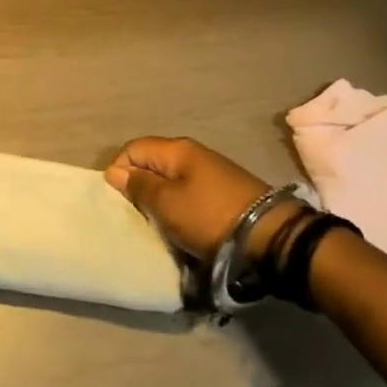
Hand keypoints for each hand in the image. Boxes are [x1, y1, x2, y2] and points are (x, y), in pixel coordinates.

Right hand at [105, 136, 304, 261]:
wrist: (271, 238)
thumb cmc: (209, 217)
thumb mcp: (167, 204)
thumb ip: (139, 186)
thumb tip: (114, 171)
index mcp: (177, 149)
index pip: (133, 148)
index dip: (119, 171)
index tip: (120, 201)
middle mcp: (194, 153)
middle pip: (153, 163)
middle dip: (140, 187)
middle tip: (138, 215)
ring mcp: (212, 172)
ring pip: (172, 180)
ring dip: (161, 200)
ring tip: (160, 223)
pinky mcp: (226, 192)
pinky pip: (190, 193)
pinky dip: (181, 207)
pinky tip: (183, 225)